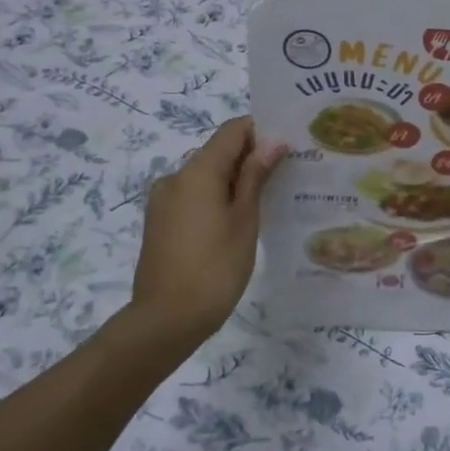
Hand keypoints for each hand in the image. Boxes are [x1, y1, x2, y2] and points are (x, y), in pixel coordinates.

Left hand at [129, 117, 286, 342]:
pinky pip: (193, 196)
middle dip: (250, 157)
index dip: (261, 131)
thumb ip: (256, 176)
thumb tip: (273, 142)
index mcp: (197, 171)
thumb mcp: (245, 219)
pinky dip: (217, 198)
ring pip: (205, 176)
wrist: (166, 319)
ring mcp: (163, 201)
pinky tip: (238, 221)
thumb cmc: (215, 266)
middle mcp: (175, 177)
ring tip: (266, 201)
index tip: (288, 146)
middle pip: (218, 152)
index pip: (232, 131)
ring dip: (234, 180)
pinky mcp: (160, 222)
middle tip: (286, 175)